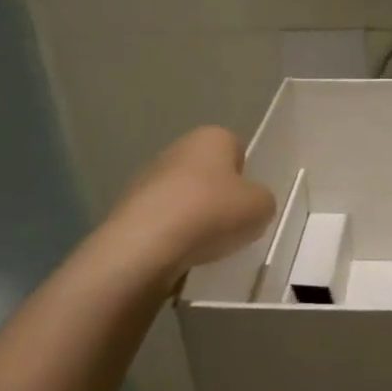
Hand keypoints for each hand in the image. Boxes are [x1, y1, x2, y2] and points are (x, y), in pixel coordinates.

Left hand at [106, 127, 276, 277]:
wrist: (146, 245)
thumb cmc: (212, 213)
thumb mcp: (262, 207)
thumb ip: (263, 200)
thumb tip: (251, 203)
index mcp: (211, 137)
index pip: (236, 148)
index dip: (247, 175)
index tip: (249, 201)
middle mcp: (177, 148)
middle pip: (208, 173)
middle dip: (219, 196)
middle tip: (233, 225)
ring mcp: (147, 177)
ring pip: (184, 196)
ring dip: (195, 216)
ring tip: (206, 245)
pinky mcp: (128, 208)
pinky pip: (163, 219)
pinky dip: (173, 234)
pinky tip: (181, 253)